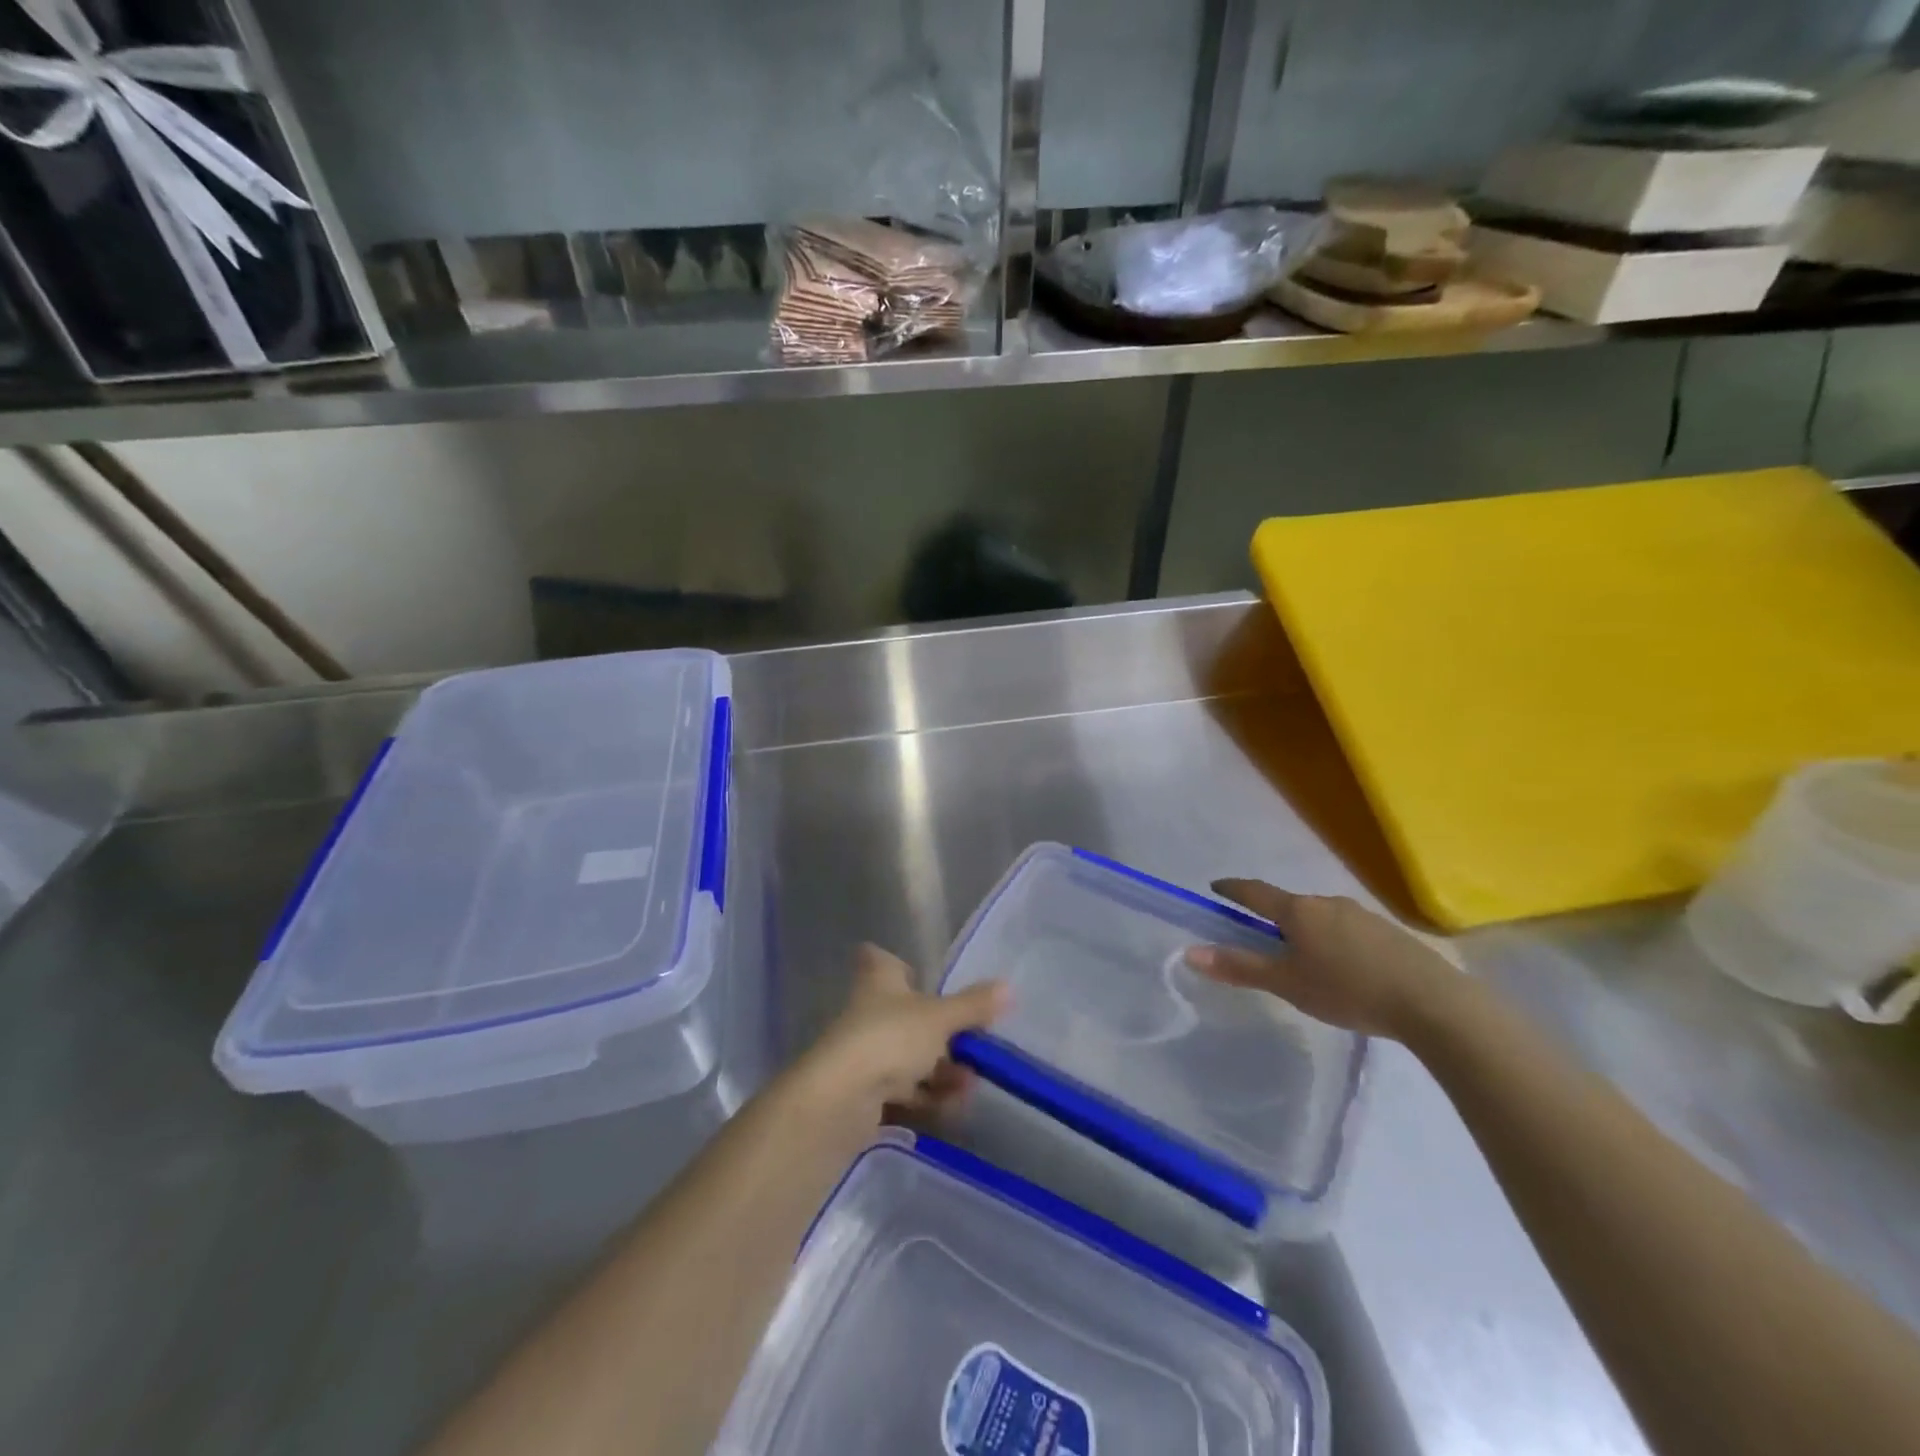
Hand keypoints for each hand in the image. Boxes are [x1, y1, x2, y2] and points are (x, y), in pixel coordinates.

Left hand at [800, 944, 1007, 1122]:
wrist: (840, 1100)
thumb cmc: (890, 1038)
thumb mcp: (940, 1018)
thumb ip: (973, 1005)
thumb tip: (1009, 986)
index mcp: (878, 980)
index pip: (879, 959)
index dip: (897, 964)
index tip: (918, 976)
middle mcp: (867, 1011)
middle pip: (904, 1014)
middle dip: (940, 1033)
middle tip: (972, 1046)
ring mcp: (863, 1052)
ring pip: (907, 1055)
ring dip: (939, 1070)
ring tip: (969, 1086)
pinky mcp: (862, 1092)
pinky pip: (902, 1090)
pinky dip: (926, 1098)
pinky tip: (952, 1109)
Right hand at [1185, 880, 1467, 1040]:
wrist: (1433, 1003)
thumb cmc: (1348, 990)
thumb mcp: (1287, 983)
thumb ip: (1240, 967)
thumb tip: (1190, 952)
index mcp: (1298, 911)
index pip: (1255, 892)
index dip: (1232, 889)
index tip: (1216, 887)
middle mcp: (1327, 903)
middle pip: (1289, 905)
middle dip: (1272, 917)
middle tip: (1260, 937)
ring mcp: (1362, 915)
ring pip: (1321, 917)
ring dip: (1306, 930)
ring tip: (1304, 957)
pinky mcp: (1389, 932)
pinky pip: (1348, 930)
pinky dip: (1335, 941)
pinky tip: (1344, 967)